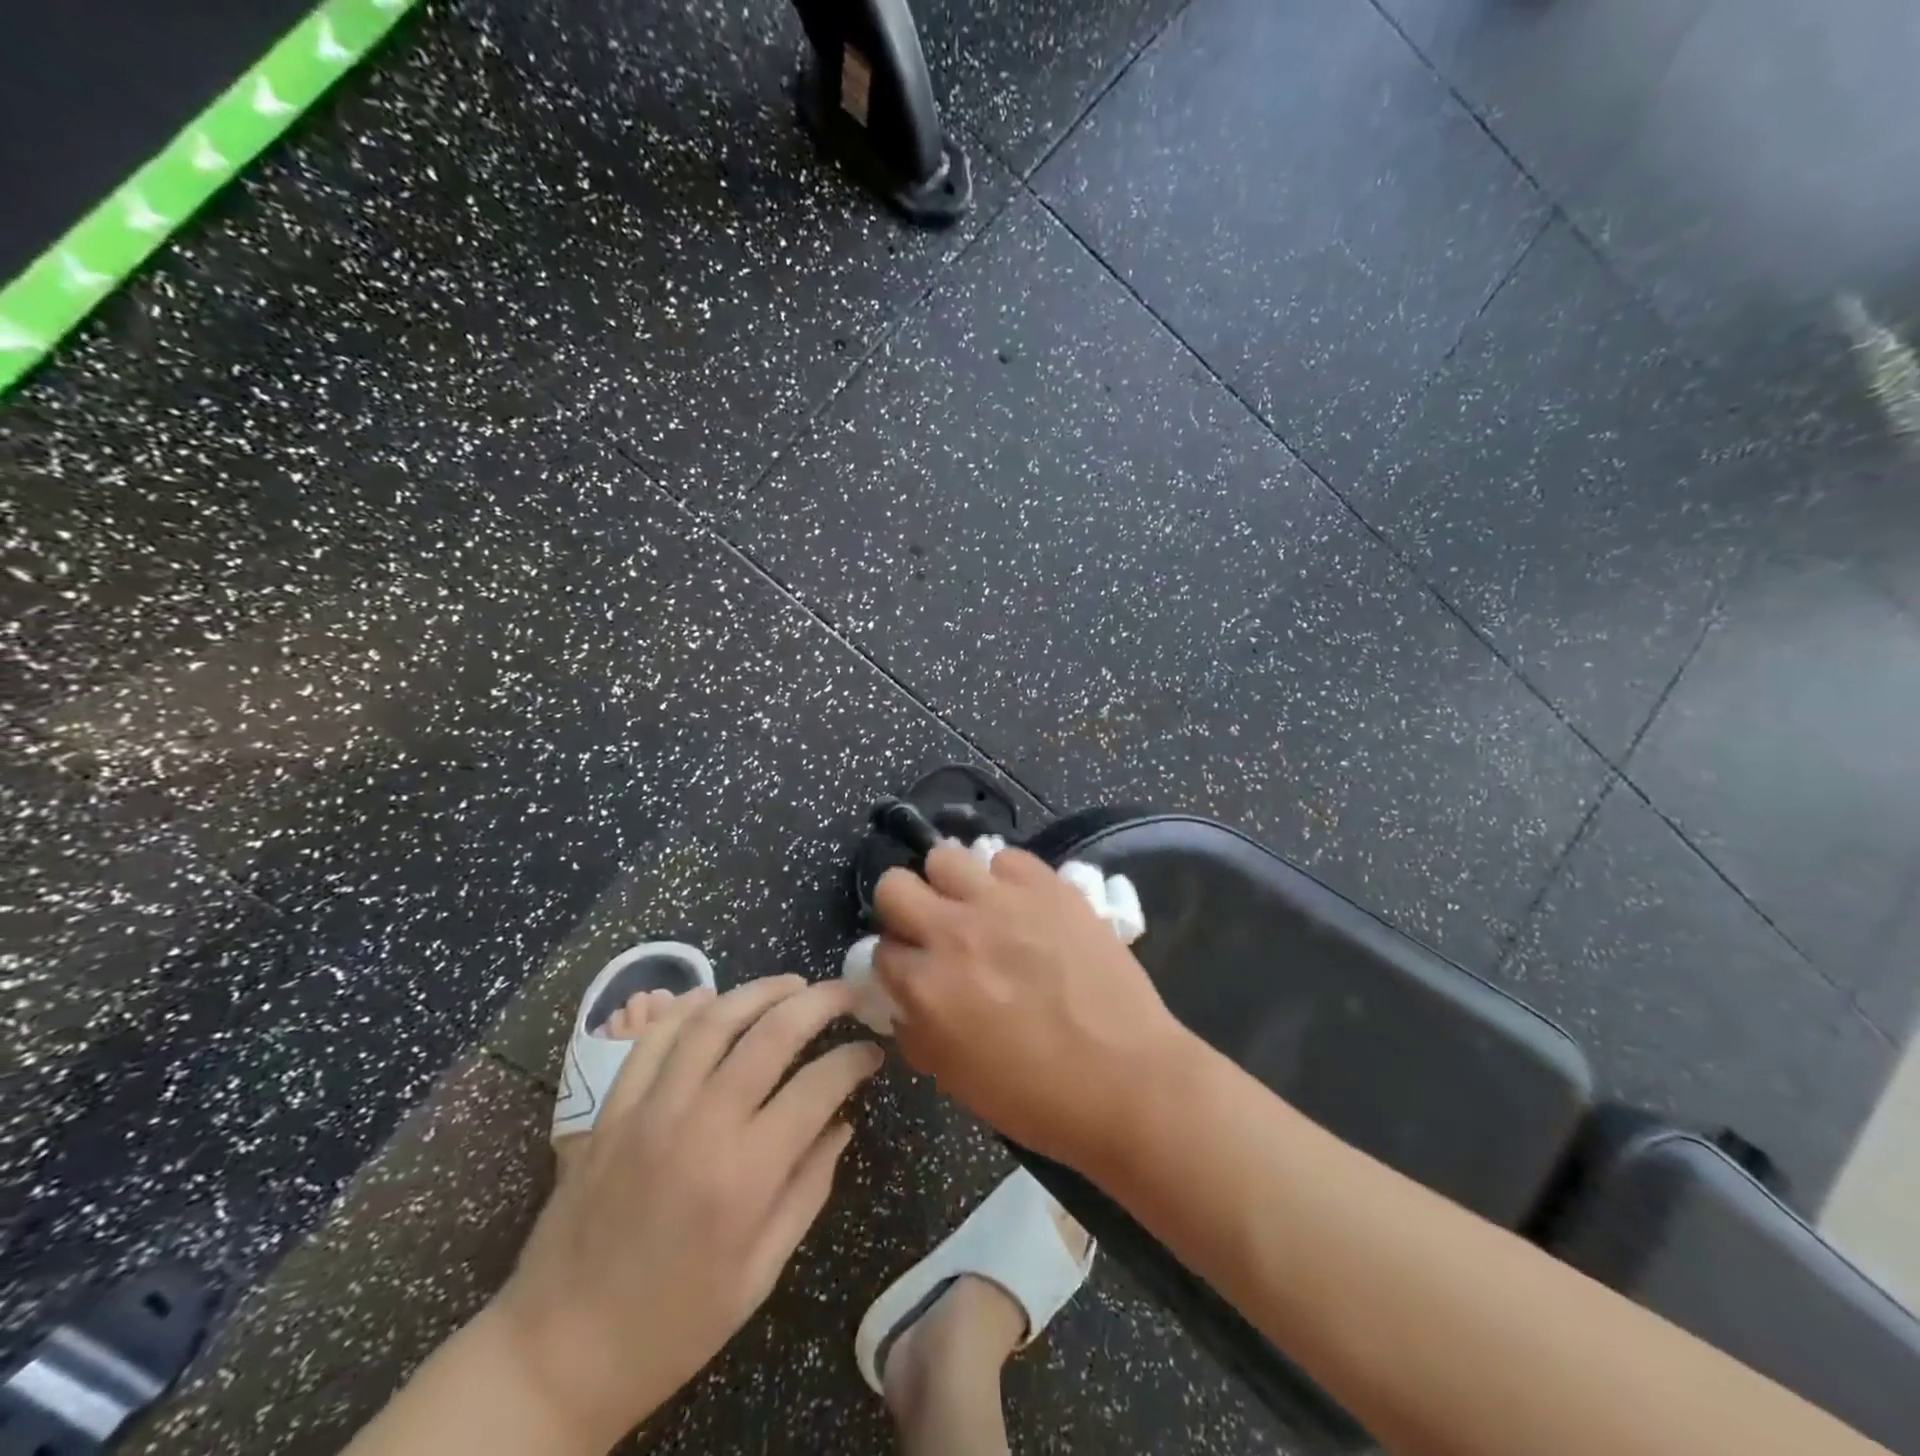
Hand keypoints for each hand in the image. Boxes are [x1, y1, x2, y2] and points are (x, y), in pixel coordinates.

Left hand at [492, 976, 881, 1441]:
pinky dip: (686, 1009)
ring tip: (792, 984)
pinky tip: (713, 998)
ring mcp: (649, 1110)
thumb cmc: (674, 1325)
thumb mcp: (759, 1274)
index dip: (854, 1059)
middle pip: (771, 1034)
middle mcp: (700, 1126)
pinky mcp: (612, 1109)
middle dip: (820, 1001)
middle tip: (847, 992)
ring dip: (760, 991)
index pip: (818, 1086)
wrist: (557, 1354)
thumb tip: (843, 1124)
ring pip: (713, 1020)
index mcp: (745, 1175)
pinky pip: (652, 1039)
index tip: (873, 1051)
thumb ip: (808, 1189)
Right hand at [872, 844, 1186, 1171]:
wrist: (1126, 1081)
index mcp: (926, 986)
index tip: (914, 971)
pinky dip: (1006, 878)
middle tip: (932, 928)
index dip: (896, 962)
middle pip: (894, 885)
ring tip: (975, 906)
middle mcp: (954, 932)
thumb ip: (917, 1030)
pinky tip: (1022, 905)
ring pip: (945, 857)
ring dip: (951, 883)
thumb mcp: (955, 1078)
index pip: (880, 950)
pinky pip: (1007, 858)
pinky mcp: (1048, 886)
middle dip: (904, 907)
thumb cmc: (1037, 1097)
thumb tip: (904, 1001)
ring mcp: (1003, 902)